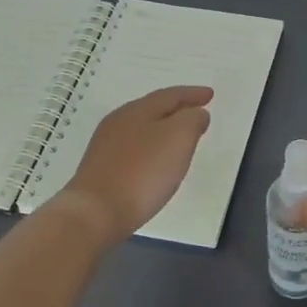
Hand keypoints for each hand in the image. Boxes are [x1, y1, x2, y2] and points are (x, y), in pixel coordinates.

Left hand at [58, 85, 212, 241]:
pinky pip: (133, 148)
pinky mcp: (100, 168)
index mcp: (138, 110)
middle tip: (196, 112)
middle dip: (177, 109)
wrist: (96, 213)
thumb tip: (196, 113)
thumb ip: (192, 120)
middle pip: (153, 109)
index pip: (170, 95)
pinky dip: (150, 147)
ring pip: (141, 128)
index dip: (192, 94)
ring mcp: (106, 145)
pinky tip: (155, 160)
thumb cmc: (143, 172)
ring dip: (163, 128)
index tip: (210, 95)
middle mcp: (119, 121)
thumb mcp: (178, 139)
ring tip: (179, 137)